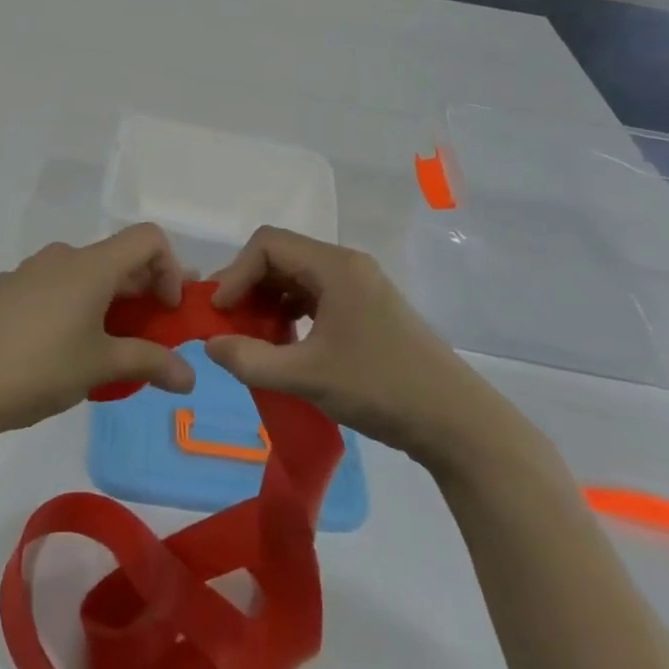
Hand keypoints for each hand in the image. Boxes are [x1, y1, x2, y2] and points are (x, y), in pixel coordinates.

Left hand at [0, 225, 196, 440]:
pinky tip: (62, 347)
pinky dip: (76, 304)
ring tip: (108, 345)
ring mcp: (31, 270)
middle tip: (151, 335)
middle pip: (117, 258)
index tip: (165, 311)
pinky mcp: (8, 289)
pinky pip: (55, 286)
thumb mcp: (101, 367)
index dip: (170, 268)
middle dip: (143, 292)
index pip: (147, 239)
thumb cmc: (40, 368)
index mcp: (91, 265)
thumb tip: (190, 377)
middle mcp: (63, 256)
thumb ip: (151, 363)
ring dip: (109, 300)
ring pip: (85, 273)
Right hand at [204, 227, 520, 470]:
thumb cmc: (381, 388)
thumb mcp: (308, 376)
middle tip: (228, 325)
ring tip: (253, 339)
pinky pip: (316, 298)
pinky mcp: (367, 311)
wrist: (458, 423)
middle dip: (249, 287)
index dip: (236, 273)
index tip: (220, 313)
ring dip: (268, 302)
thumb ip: (251, 360)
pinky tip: (285, 346)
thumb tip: (210, 345)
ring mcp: (360, 288)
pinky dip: (291, 315)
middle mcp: (347, 266)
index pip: (268, 245)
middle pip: (282, 258)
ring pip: (298, 278)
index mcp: (335, 266)